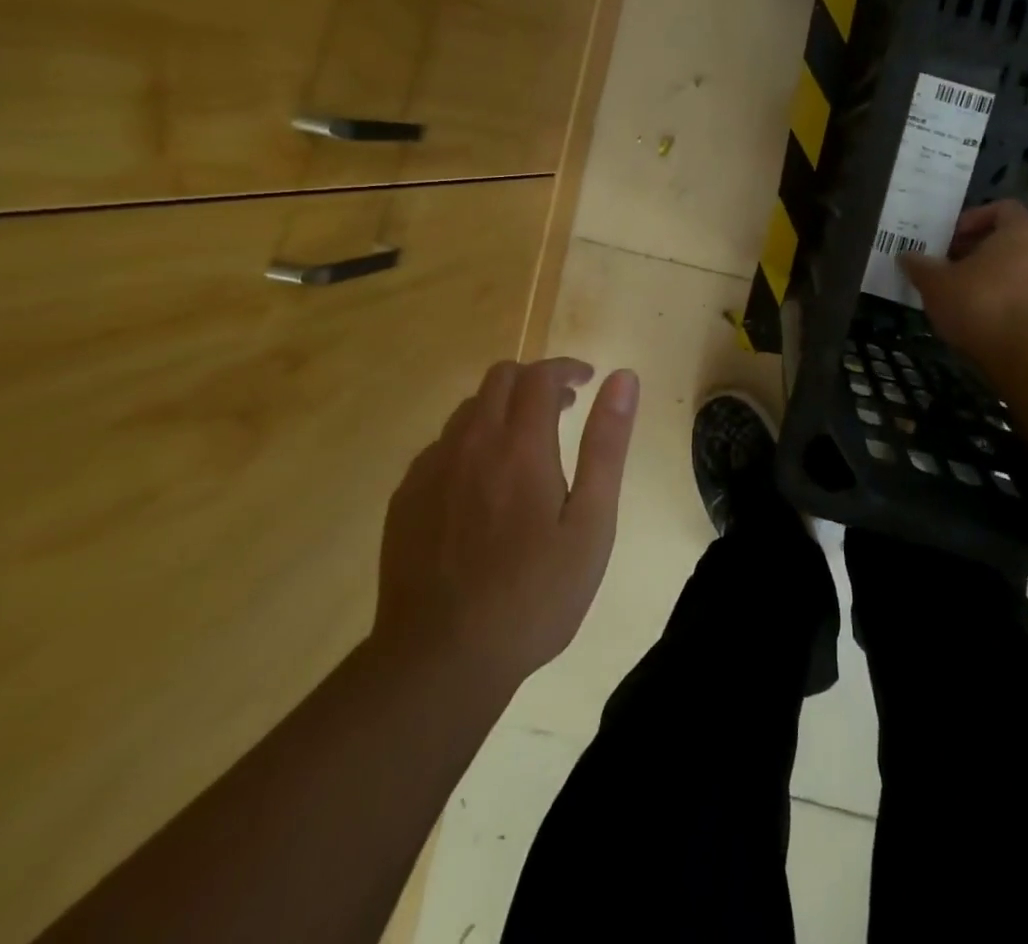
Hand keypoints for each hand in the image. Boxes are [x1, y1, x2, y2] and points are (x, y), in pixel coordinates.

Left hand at [372, 359, 639, 691]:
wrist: (440, 659)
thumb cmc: (533, 595)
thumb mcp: (590, 523)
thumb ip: (606, 445)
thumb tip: (622, 379)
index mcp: (520, 445)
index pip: (540, 376)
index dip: (566, 369)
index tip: (588, 380)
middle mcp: (470, 443)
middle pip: (499, 379)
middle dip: (535, 380)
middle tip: (563, 409)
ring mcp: (430, 469)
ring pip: (468, 410)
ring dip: (501, 409)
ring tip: (525, 445)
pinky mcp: (405, 498)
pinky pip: (440, 446)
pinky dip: (470, 442)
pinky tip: (481, 484)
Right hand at [900, 201, 1027, 363]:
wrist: (1025, 355)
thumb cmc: (980, 303)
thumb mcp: (936, 282)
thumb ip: (920, 265)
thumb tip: (906, 256)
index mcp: (1022, 231)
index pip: (1001, 208)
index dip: (972, 219)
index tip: (949, 238)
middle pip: (1006, 240)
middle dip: (974, 250)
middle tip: (945, 264)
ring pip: (1012, 269)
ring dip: (984, 276)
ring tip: (954, 292)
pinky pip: (1018, 295)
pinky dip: (997, 299)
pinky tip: (972, 315)